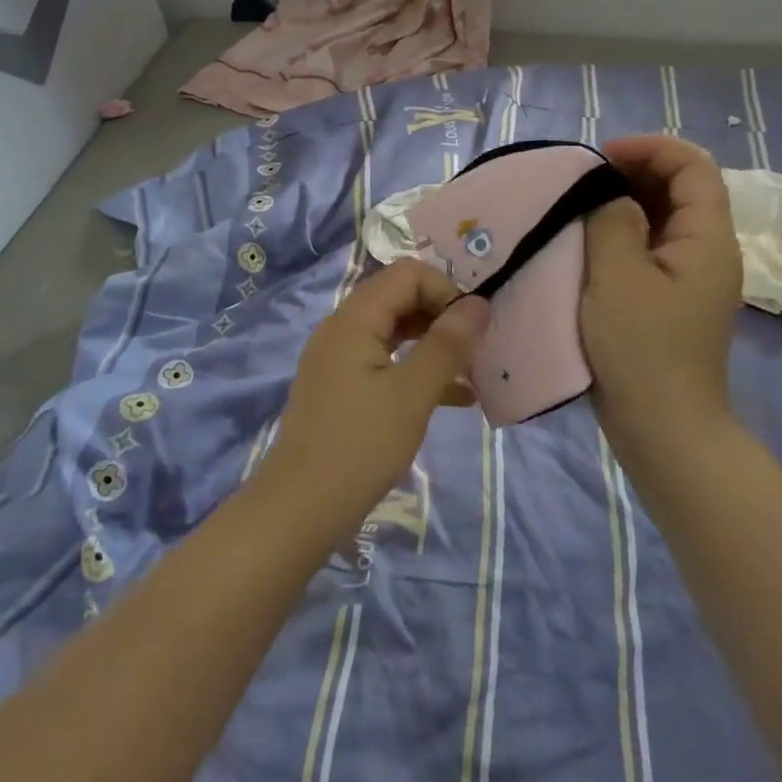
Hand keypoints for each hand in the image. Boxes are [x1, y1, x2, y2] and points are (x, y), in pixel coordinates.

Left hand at [259, 260, 491, 539]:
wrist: (301, 507)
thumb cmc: (360, 445)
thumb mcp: (413, 393)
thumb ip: (447, 345)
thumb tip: (479, 303)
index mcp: (354, 319)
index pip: (407, 274)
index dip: (446, 290)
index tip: (474, 327)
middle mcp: (342, 329)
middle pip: (400, 299)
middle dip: (443, 317)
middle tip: (478, 349)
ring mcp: (339, 359)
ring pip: (395, 333)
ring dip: (435, 346)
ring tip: (475, 371)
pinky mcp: (342, 388)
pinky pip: (386, 364)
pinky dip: (418, 372)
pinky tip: (458, 399)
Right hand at [581, 135, 743, 446]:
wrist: (662, 426)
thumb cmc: (640, 349)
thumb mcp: (617, 278)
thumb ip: (613, 222)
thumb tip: (611, 197)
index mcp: (708, 239)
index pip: (693, 167)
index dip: (650, 148)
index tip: (599, 156)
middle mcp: (709, 251)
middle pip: (682, 188)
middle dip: (635, 171)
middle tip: (583, 179)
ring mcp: (691, 277)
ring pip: (664, 218)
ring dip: (626, 202)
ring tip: (580, 205)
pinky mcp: (671, 298)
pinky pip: (652, 248)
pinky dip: (623, 233)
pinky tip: (588, 242)